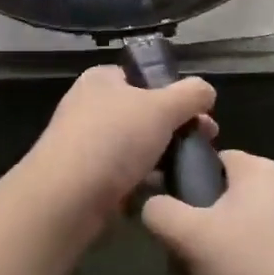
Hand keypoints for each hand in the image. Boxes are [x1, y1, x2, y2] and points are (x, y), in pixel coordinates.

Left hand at [21, 65, 215, 236]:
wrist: (67, 197)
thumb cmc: (114, 139)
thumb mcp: (161, 108)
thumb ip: (189, 95)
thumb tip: (206, 90)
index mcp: (102, 79)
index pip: (144, 78)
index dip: (175, 93)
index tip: (203, 115)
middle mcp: (91, 106)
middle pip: (144, 113)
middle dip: (175, 129)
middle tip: (204, 145)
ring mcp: (86, 143)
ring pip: (136, 146)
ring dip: (162, 158)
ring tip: (188, 172)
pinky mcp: (86, 178)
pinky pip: (124, 175)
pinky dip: (144, 183)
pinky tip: (164, 193)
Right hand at [142, 151, 273, 274]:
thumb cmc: (254, 274)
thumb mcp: (189, 237)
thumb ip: (159, 211)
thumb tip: (154, 207)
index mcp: (261, 171)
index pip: (208, 162)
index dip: (181, 190)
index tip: (168, 227)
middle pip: (217, 210)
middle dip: (193, 251)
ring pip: (234, 248)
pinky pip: (259, 272)